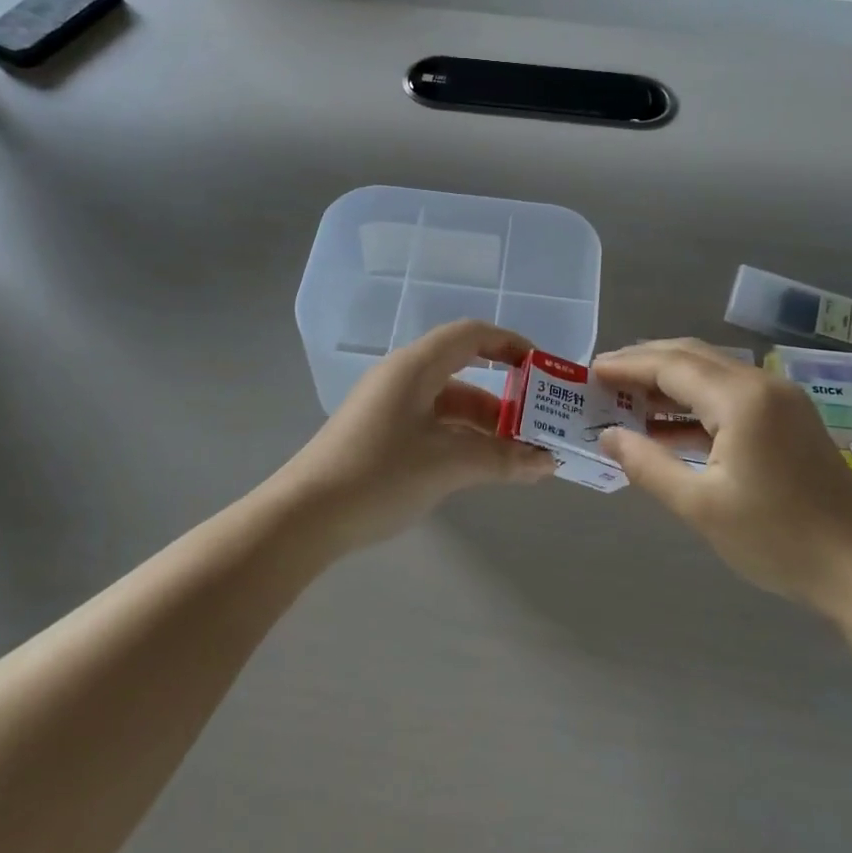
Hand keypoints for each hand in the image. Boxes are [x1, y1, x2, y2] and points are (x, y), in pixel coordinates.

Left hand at [276, 320, 555, 549]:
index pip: (471, 335)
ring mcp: (387, 406)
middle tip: (538, 425)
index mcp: (415, 367)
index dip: (511, 344)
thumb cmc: (379, 475)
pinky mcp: (379, 433)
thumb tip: (548, 462)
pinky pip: (431, 424)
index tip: (543, 371)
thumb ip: (502, 459)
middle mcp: (401, 377)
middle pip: (463, 371)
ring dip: (483, 425)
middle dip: (504, 398)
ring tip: (518, 456)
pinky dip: (460, 439)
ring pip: (448, 403)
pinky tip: (479, 467)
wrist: (304, 517)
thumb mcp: (448, 465)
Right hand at [592, 339, 851, 615]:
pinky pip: (731, 394)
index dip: (627, 366)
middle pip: (692, 357)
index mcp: (742, 399)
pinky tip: (669, 425)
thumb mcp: (701, 506)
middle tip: (604, 377)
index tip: (590, 371)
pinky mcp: (790, 419)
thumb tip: (608, 436)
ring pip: (712, 373)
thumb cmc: (777, 540)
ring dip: (669, 382)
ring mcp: (781, 400)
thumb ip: (648, 465)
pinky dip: (695, 402)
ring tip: (627, 398)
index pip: (672, 366)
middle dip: (645, 363)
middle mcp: (763, 385)